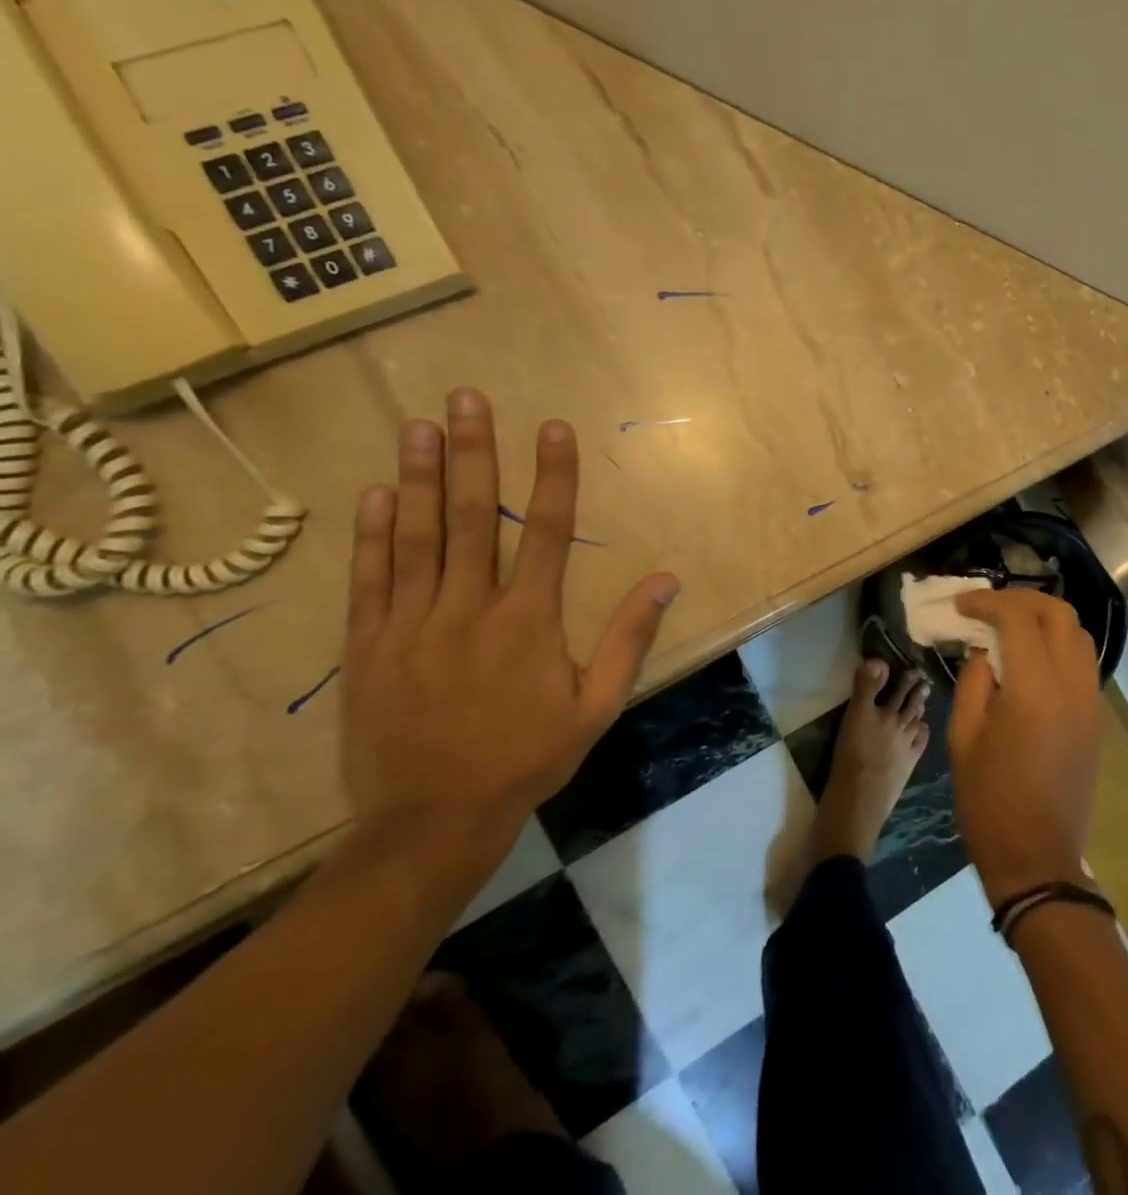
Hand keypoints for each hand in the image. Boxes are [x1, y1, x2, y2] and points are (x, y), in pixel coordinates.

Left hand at [341, 388, 679, 854]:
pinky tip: (375, 493)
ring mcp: (411, 624)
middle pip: (472, 515)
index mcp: (528, 620)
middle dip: (473, 452)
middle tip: (468, 399)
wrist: (431, 821)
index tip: (553, 427)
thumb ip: (629, 638)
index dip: (552, 475)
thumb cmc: (526, 758)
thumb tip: (667, 579)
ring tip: (418, 425)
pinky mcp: (368, 647)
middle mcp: (468, 608)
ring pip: (416, 536)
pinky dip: (373, 533)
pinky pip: (371, 579)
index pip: (545, 530)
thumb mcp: (597, 705)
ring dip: (418, 476)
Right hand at [948, 588, 1102, 905]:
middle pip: (1059, 613)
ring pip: (1078, 633)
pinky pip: (1082, 660)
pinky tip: (1031, 654)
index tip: (961, 603)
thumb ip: (974, 680)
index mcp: (1035, 690)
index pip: (1019, 618)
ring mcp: (1090, 701)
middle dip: (1022, 599)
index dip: (988, 602)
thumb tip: (984, 648)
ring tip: (1009, 624)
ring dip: (1044, 617)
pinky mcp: (1096, 716)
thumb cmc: (989, 802)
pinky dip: (1058, 642)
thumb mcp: (962, 737)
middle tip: (988, 606)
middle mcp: (1072, 685)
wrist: (1037, 858)